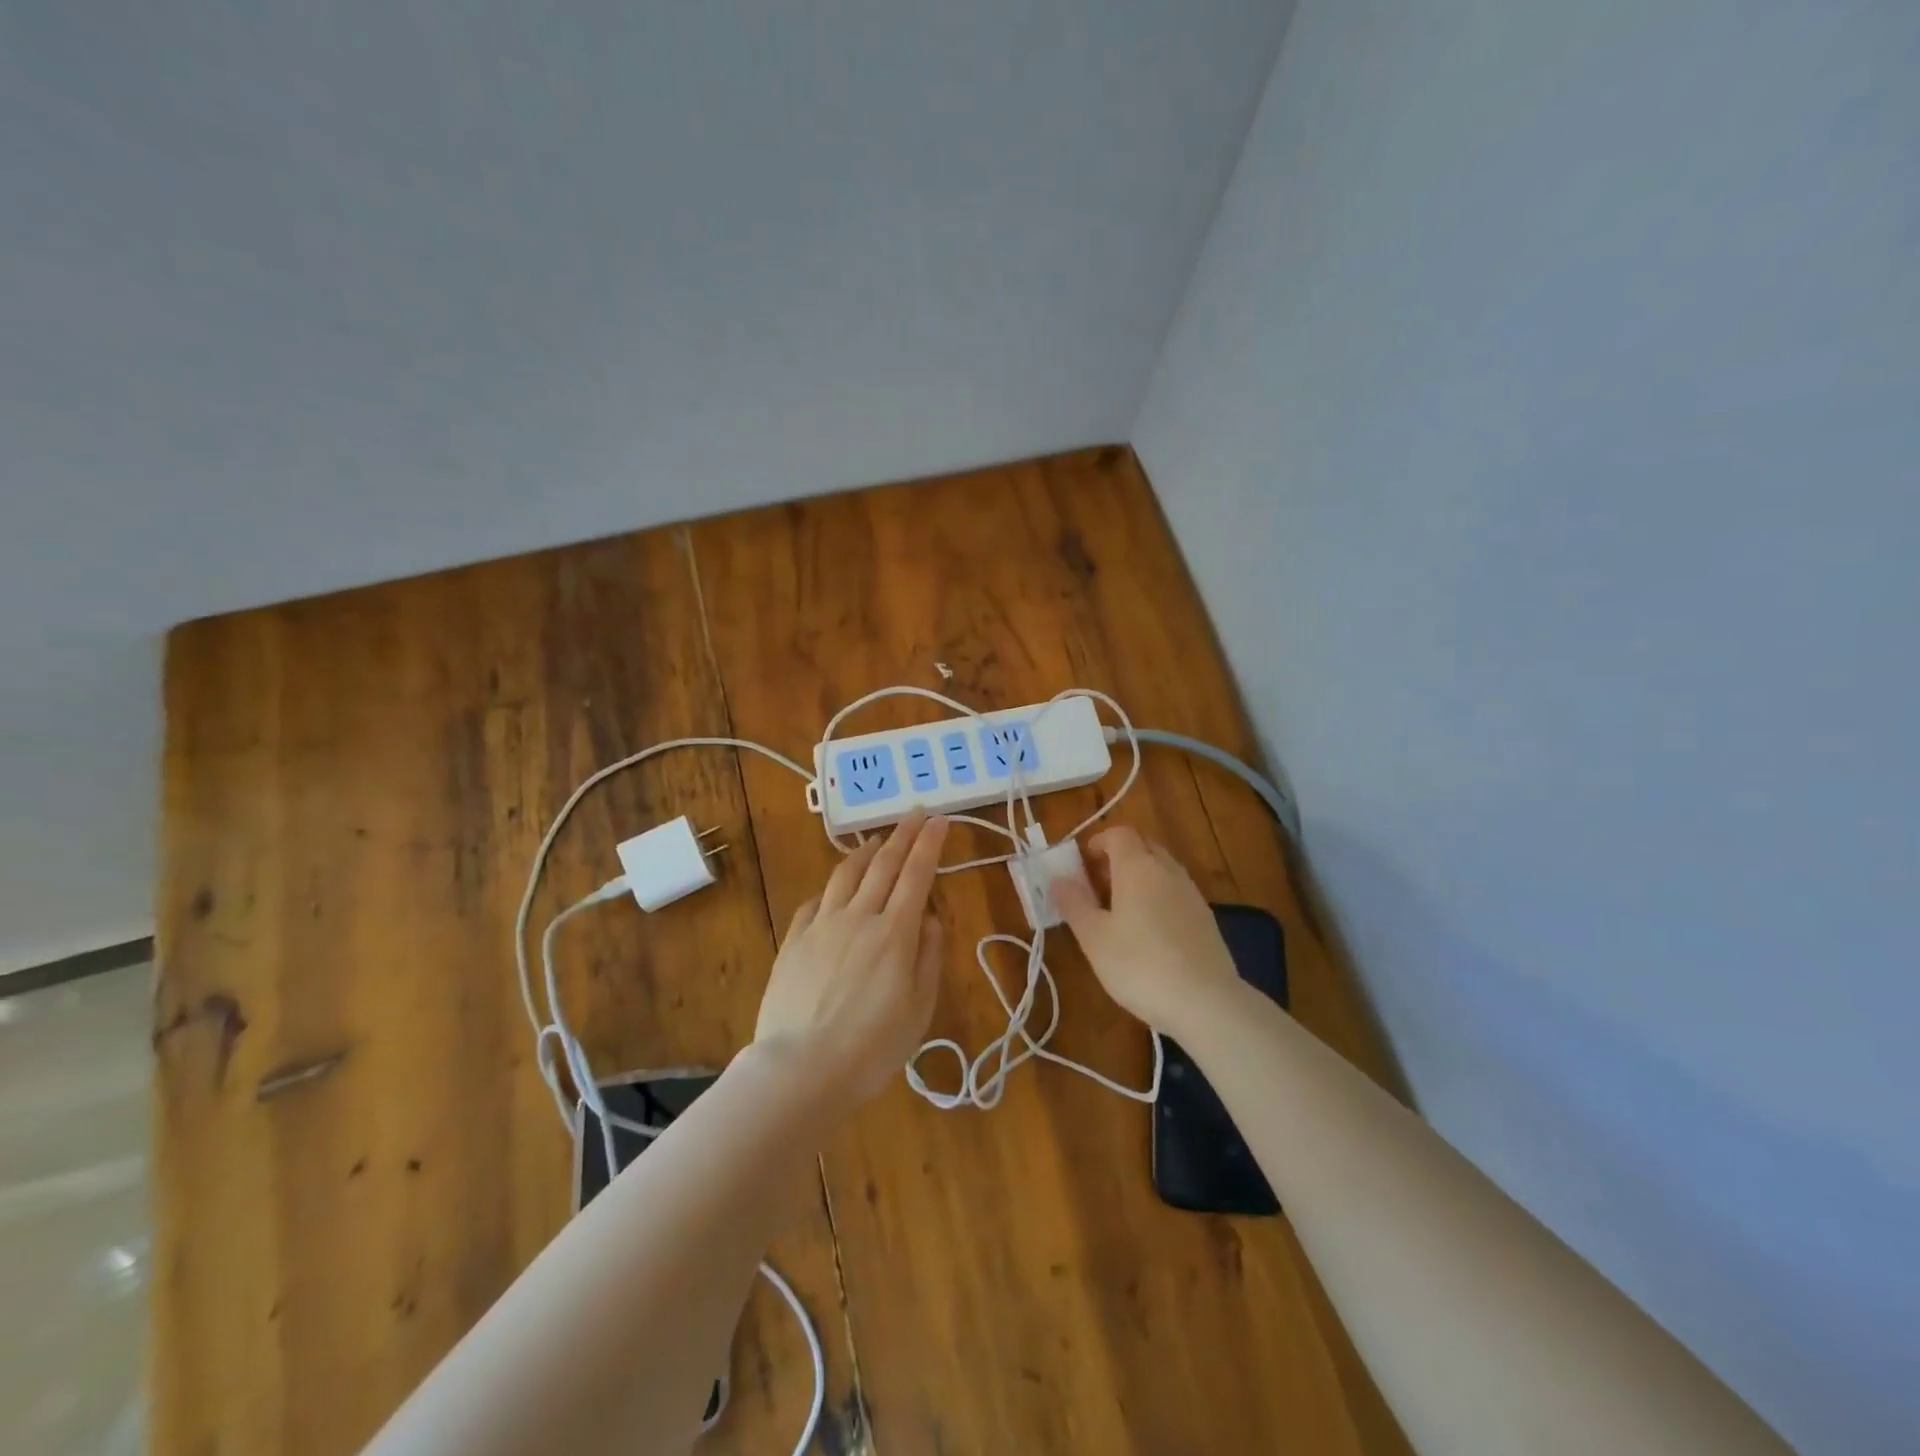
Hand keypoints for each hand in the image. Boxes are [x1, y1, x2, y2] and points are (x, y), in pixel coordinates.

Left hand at [754, 811, 949, 1105]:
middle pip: (883, 864)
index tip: (939, 819)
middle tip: (915, 813)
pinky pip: (815, 901)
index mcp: (895, 933)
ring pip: (845, 874)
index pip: (917, 874)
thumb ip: (928, 957)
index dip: (930, 843)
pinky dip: (831, 888)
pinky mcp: (793, 940)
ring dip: (864, 852)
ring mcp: (821, 925)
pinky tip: (834, 890)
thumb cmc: (871, 1047)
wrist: (800, 1069)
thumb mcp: (918, 1009)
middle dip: (903, 834)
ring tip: (876, 841)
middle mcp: (859, 917)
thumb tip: (929, 917)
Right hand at [1053, 826, 1240, 1034]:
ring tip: (1121, 912)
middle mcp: (1168, 870)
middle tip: (1098, 886)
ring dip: (1140, 878)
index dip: (1099, 842)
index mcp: (1137, 867)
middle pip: (1143, 847)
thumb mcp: (1094, 937)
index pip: (1119, 834)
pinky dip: (1159, 898)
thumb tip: (1058, 879)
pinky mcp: (1206, 918)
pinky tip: (1150, 933)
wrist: (1206, 1002)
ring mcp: (1192, 893)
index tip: (1083, 865)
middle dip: (1119, 858)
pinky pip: (1177, 892)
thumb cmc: (1139, 965)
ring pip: (1162, 870)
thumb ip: (1074, 903)